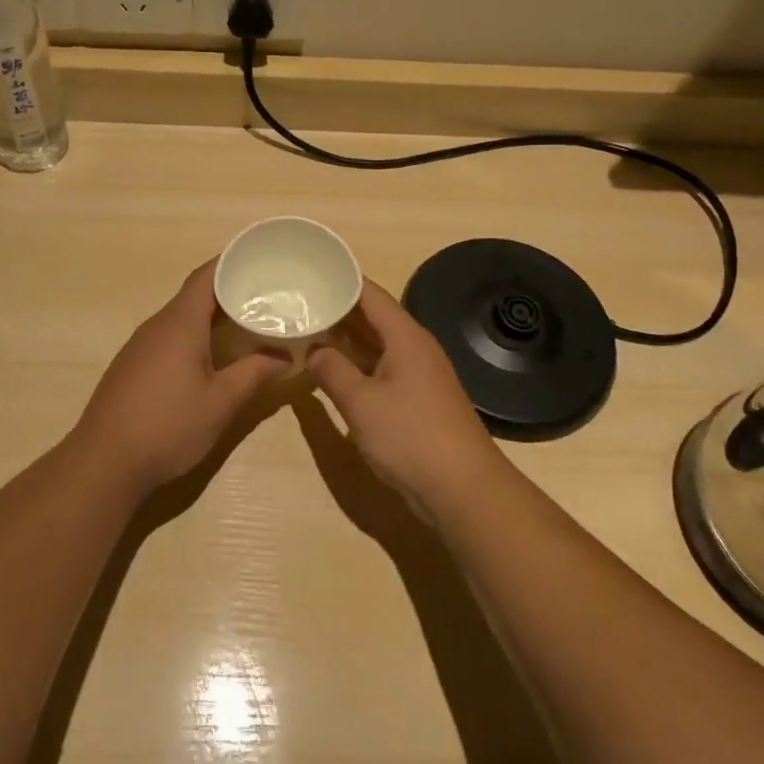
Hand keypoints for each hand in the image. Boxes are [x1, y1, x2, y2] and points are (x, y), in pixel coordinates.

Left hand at [71, 260, 287, 496]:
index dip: (231, 262)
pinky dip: (193, 334)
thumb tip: (283, 356)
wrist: (104, 462)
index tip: (258, 258)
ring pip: (180, 317)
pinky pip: (168, 336)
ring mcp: (140, 346)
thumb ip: (253, 374)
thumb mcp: (220, 403)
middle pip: (194, 295)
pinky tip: (209, 355)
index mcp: (180, 323)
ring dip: (210, 315)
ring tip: (244, 322)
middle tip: (264, 295)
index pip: (206, 276)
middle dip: (228, 290)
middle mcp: (157, 325)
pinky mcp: (131, 365)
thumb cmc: (168, 426)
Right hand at [307, 279, 504, 521]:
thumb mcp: (360, 402)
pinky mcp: (418, 400)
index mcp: (405, 336)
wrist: (464, 490)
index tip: (309, 273)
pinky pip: (382, 368)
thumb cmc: (410, 437)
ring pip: (377, 344)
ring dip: (346, 338)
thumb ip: (332, 370)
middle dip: (338, 308)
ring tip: (308, 329)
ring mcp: (419, 374)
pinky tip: (334, 370)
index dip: (340, 280)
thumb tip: (313, 349)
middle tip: (299, 302)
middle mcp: (415, 347)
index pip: (369, 293)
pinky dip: (358, 363)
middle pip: (374, 316)